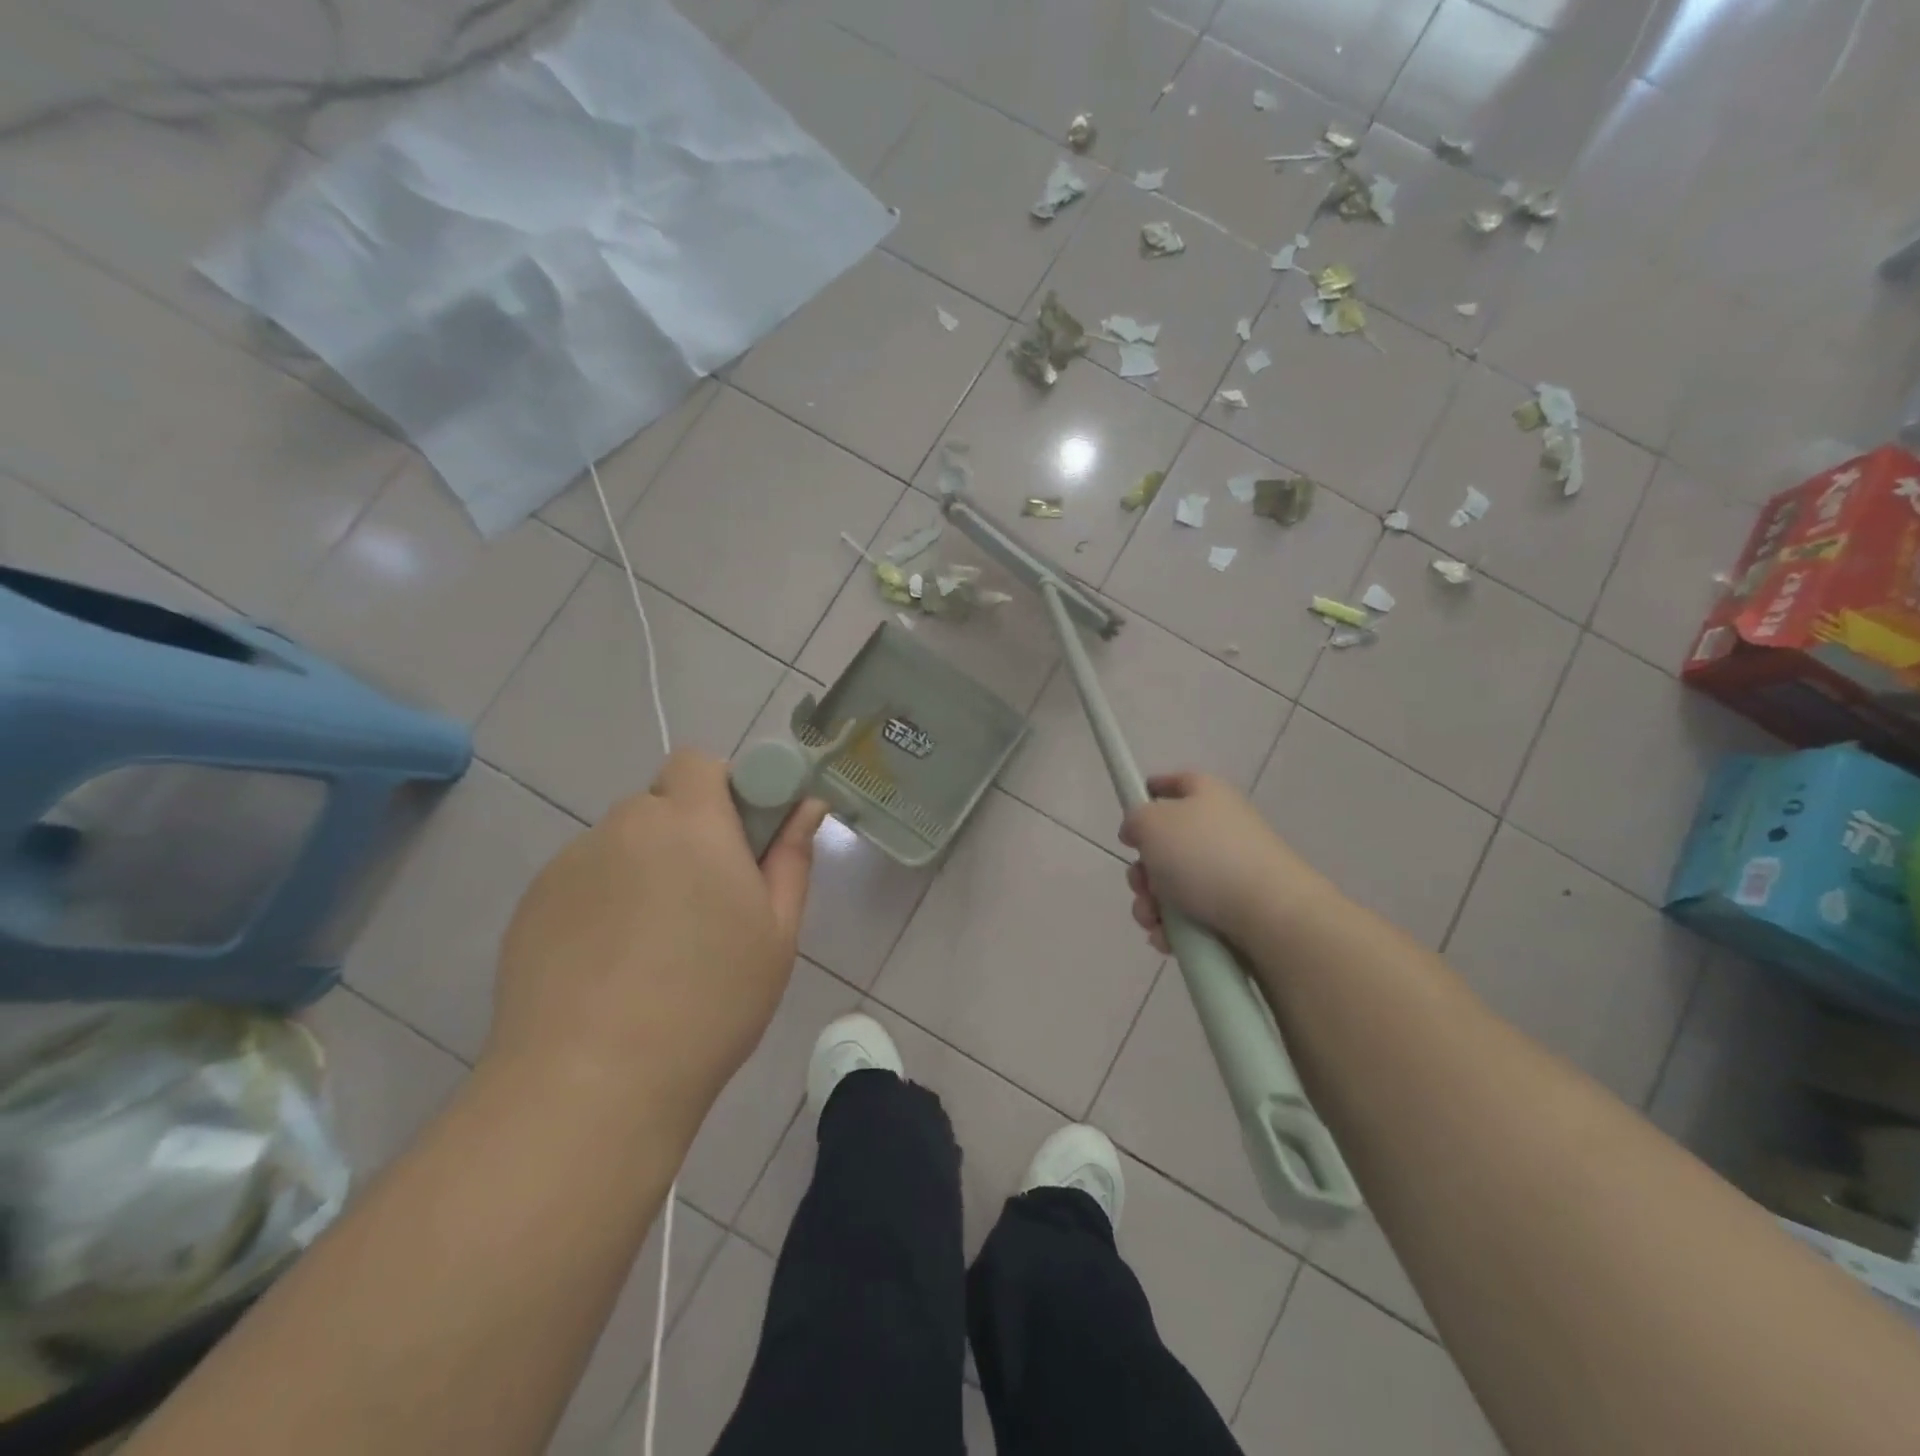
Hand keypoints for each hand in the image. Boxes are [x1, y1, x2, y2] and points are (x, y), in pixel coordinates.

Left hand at [486, 749, 827, 1134]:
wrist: (592, 1083)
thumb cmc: (711, 1000)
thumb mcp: (777, 932)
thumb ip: (791, 857)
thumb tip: (807, 806)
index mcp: (690, 823)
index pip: (699, 762)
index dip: (722, 789)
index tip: (739, 839)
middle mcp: (624, 827)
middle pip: (659, 805)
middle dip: (685, 834)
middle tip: (705, 902)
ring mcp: (569, 864)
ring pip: (620, 845)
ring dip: (643, 869)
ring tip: (653, 947)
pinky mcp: (530, 906)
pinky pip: (582, 882)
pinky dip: (601, 903)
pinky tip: (609, 968)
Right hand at [1118, 771, 1324, 951]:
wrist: (1269, 915)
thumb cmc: (1205, 857)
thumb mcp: (1152, 823)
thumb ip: (1135, 819)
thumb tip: (1138, 831)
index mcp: (1207, 796)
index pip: (1176, 782)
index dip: (1151, 790)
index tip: (1131, 810)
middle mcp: (1221, 829)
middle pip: (1166, 844)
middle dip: (1142, 869)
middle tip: (1140, 884)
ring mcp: (1231, 871)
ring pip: (1172, 886)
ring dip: (1151, 904)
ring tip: (1153, 920)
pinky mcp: (1236, 909)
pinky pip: (1191, 916)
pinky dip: (1173, 928)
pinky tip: (1168, 939)